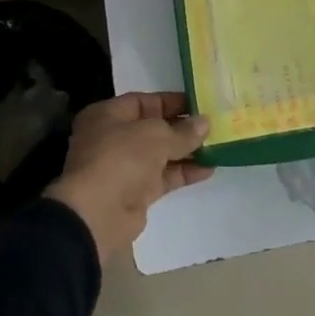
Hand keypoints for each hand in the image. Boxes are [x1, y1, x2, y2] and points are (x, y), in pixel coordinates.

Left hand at [48, 92, 211, 262]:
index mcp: (107, 115)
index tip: (199, 103)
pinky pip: (163, 177)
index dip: (171, 101)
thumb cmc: (121, 158)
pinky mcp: (135, 192)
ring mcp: (124, 167)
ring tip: (217, 146)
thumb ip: (183, 130)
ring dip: (186, 151)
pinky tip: (208, 169)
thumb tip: (204, 123)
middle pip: (153, 128)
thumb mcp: (156, 136)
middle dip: (182, 127)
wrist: (98, 214)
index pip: (143, 101)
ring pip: (160, 154)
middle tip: (213, 125)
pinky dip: (183, 172)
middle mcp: (113, 138)